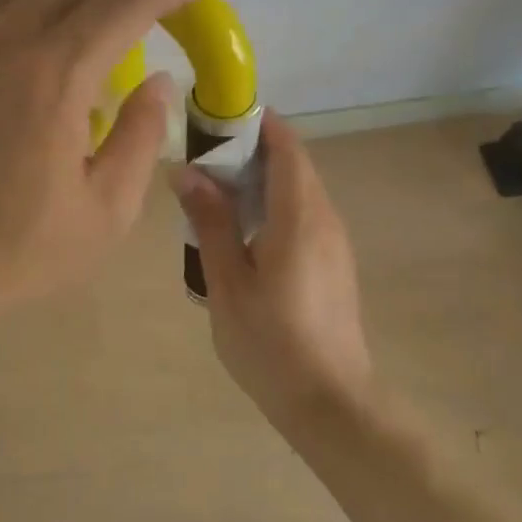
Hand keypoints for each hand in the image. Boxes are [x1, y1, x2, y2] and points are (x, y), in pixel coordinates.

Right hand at [172, 114, 375, 425]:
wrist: (330, 402)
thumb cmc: (270, 342)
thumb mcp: (227, 282)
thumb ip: (210, 221)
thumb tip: (187, 170)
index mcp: (300, 215)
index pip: (284, 144)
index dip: (253, 123)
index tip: (211, 120)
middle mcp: (325, 218)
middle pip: (291, 163)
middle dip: (248, 151)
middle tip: (198, 161)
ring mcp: (335, 241)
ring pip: (297, 190)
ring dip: (258, 181)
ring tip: (210, 195)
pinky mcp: (334, 263)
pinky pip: (302, 215)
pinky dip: (271, 206)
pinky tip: (239, 233)